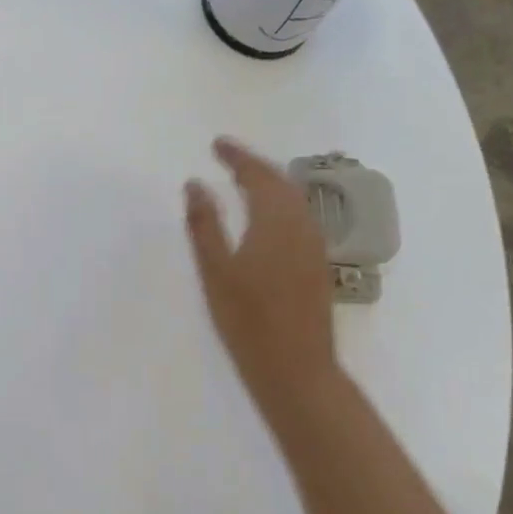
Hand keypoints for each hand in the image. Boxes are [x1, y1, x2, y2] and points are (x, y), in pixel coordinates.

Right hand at [184, 138, 341, 416]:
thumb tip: (195, 184)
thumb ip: (204, 224)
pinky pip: (299, 217)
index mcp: (275, 221)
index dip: (238, 156)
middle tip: (228, 158)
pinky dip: (280, 204)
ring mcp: (314, 246)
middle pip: (281, 182)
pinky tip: (265, 217)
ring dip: (270, 183)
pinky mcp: (317, 265)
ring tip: (243, 180)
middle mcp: (301, 226)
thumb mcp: (215, 271)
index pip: (258, 175)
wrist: (296, 369)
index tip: (217, 143)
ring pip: (294, 200)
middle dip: (254, 165)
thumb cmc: (247, 321)